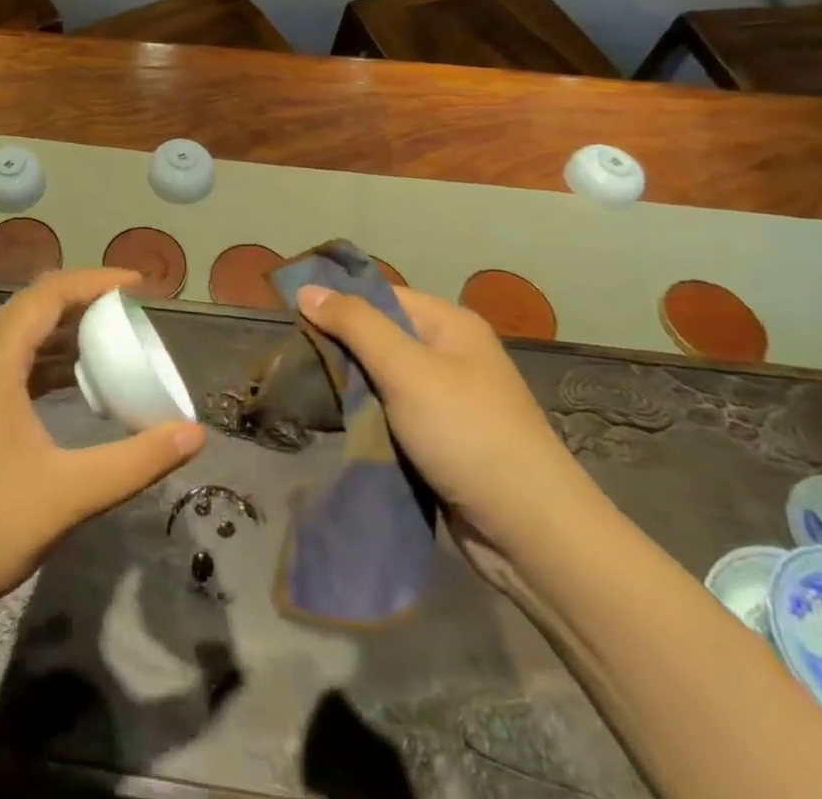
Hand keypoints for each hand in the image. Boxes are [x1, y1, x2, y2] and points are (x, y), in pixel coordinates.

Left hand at [0, 268, 205, 617]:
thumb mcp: (71, 494)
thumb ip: (136, 461)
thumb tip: (194, 434)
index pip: (47, 295)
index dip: (94, 281)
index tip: (138, 285)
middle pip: (32, 306)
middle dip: (82, 298)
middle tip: (128, 308)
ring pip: (20, 334)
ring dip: (64, 328)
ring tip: (111, 337)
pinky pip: (13, 363)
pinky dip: (48, 359)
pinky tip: (76, 382)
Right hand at [296, 282, 602, 592]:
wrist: (532, 533)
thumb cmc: (467, 433)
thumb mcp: (405, 368)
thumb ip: (354, 324)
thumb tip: (306, 289)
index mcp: (449, 324)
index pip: (380, 295)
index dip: (336, 302)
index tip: (290, 317)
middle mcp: (450, 354)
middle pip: (378, 335)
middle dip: (338, 347)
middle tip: (292, 360)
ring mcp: (447, 399)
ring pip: (381, 378)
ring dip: (349, 386)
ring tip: (304, 390)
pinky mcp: (441, 440)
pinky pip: (392, 413)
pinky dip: (365, 416)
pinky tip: (336, 422)